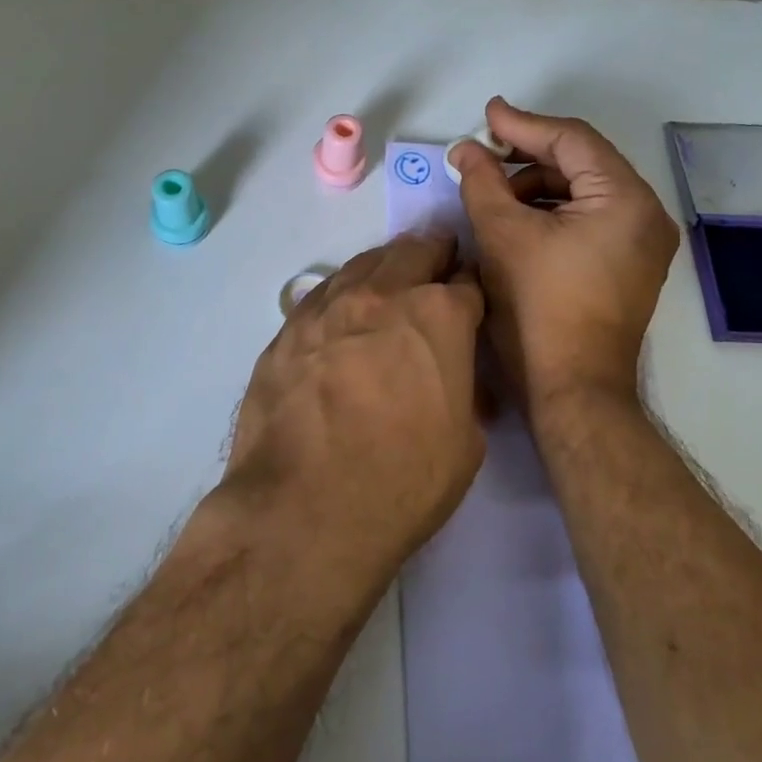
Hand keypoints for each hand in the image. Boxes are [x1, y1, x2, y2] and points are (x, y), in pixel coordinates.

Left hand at [224, 233, 485, 574]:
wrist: (303, 508)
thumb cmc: (401, 481)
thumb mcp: (465, 444)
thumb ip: (463, 391)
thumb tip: (453, 377)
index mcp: (438, 316)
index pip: (466, 283)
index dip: (473, 289)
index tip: (471, 297)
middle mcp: (383, 295)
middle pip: (414, 253)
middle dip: (433, 256)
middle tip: (438, 265)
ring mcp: (329, 307)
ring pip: (364, 263)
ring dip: (386, 266)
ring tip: (392, 278)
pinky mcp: (288, 328)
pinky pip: (323, 293)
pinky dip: (344, 292)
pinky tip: (344, 310)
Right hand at [451, 97, 679, 410]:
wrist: (573, 389)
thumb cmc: (538, 308)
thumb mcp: (502, 235)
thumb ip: (482, 181)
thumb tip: (466, 150)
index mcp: (625, 199)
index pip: (572, 140)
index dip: (523, 124)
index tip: (486, 115)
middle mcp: (646, 214)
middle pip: (582, 163)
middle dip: (528, 157)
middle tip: (483, 153)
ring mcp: (643, 243)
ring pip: (585, 192)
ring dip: (538, 186)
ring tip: (493, 193)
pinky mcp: (631, 266)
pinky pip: (591, 219)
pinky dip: (554, 213)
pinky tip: (518, 220)